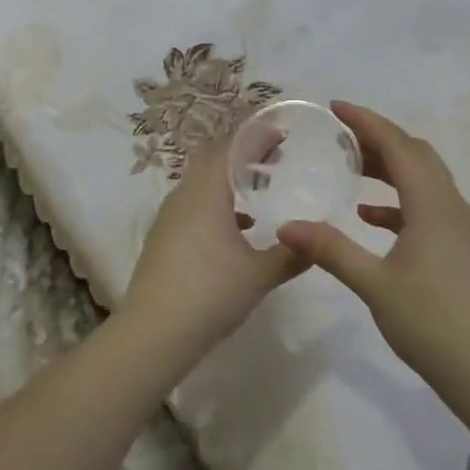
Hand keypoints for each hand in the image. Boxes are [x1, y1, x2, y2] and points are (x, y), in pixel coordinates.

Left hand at [119, 132, 309, 367]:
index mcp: (207, 191)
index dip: (257, 136)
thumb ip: (291, 255)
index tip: (283, 134)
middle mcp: (185, 194)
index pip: (232, 146)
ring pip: (202, 182)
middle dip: (244, 153)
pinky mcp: (164, 237)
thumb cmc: (210, 294)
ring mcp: (170, 216)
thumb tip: (317, 243)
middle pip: (214, 158)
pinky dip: (218, 203)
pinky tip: (240, 227)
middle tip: (276, 157)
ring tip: (262, 188)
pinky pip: (195, 204)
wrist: (152, 334)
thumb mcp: (259, 275)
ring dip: (230, 178)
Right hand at [278, 102, 469, 393]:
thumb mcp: (375, 285)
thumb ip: (331, 250)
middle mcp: (451, 205)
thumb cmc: (433, 322)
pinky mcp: (462, 248)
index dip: (366, 121)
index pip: (398, 144)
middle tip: (339, 138)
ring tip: (351, 169)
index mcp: (432, 203)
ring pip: (424, 179)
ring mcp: (461, 227)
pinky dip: (399, 201)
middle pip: (415, 154)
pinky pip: (428, 206)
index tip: (335, 107)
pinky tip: (372, 219)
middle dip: (378, 139)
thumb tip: (287, 226)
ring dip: (390, 168)